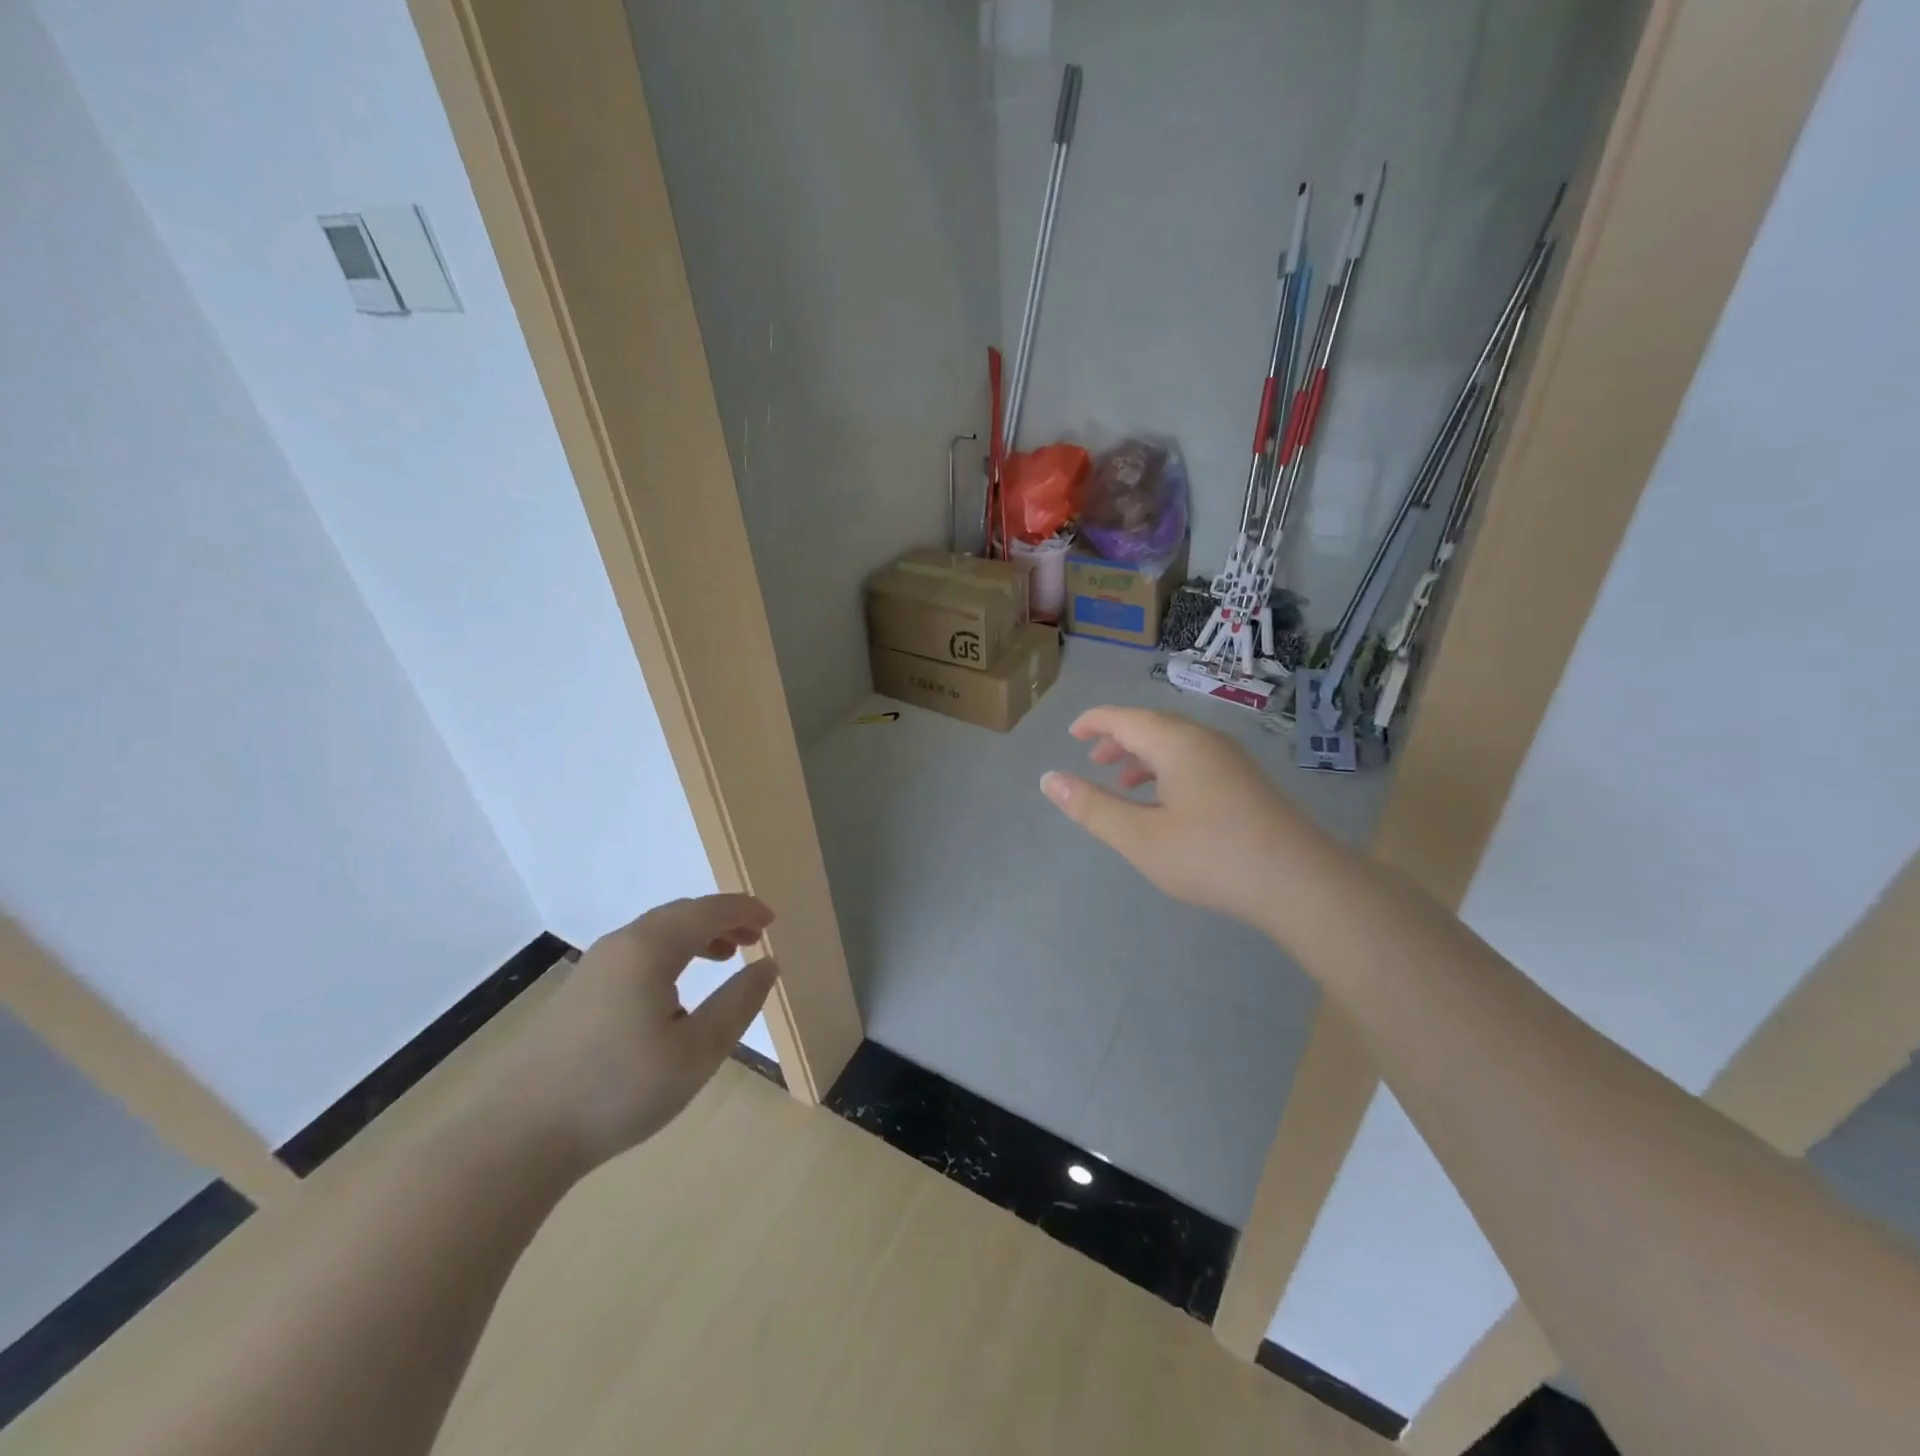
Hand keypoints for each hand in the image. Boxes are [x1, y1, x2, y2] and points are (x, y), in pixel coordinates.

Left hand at [485, 894, 778, 1172]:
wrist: (516, 1137)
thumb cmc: (619, 1090)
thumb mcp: (696, 1052)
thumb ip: (737, 1004)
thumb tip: (767, 966)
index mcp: (650, 948)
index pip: (708, 911)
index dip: (744, 910)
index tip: (773, 921)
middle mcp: (620, 945)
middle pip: (680, 915)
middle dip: (721, 920)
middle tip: (754, 938)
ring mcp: (593, 969)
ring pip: (655, 935)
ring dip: (695, 938)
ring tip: (724, 958)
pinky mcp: (577, 995)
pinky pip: (636, 955)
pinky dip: (669, 956)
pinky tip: (675, 995)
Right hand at [1040, 706, 1312, 929]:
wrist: (1299, 882)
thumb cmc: (1211, 856)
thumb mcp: (1140, 837)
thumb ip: (1093, 808)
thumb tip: (1050, 780)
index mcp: (1176, 744)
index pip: (1125, 718)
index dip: (1095, 722)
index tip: (1072, 734)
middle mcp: (1205, 741)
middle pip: (1153, 726)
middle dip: (1119, 739)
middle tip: (1093, 759)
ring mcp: (1231, 761)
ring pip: (1177, 744)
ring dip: (1144, 756)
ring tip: (1123, 783)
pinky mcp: (1247, 782)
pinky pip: (1196, 760)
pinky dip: (1168, 770)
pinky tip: (1166, 803)